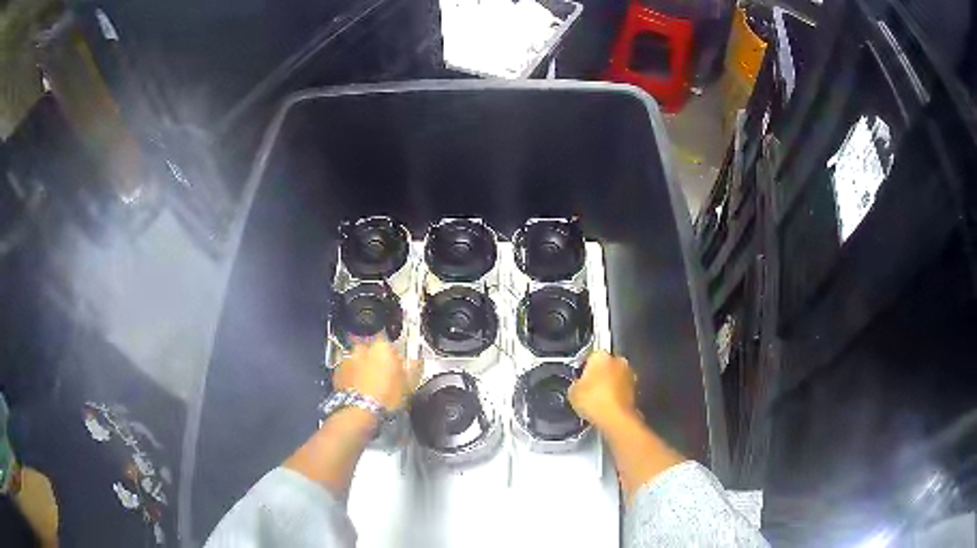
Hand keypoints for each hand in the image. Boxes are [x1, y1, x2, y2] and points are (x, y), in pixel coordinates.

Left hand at [332, 341, 421, 411]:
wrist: (359, 412)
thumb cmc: (386, 398)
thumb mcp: (409, 385)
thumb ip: (413, 369)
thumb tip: (415, 362)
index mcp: (382, 347)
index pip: (390, 345)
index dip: (394, 357)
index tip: (397, 368)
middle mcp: (363, 348)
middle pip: (372, 351)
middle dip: (376, 360)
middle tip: (383, 378)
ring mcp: (348, 359)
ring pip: (358, 360)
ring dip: (363, 368)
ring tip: (369, 387)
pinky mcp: (337, 372)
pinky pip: (348, 371)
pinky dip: (352, 377)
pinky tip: (359, 390)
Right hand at [569, 351, 638, 431]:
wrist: (616, 419)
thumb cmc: (593, 401)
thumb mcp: (572, 392)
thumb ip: (576, 383)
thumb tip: (578, 385)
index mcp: (601, 355)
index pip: (590, 355)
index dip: (584, 367)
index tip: (579, 377)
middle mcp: (618, 360)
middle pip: (606, 364)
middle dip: (599, 374)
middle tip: (588, 388)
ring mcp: (630, 374)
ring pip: (616, 376)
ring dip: (610, 384)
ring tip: (598, 400)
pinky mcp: (637, 389)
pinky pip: (622, 389)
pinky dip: (616, 395)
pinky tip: (607, 406)